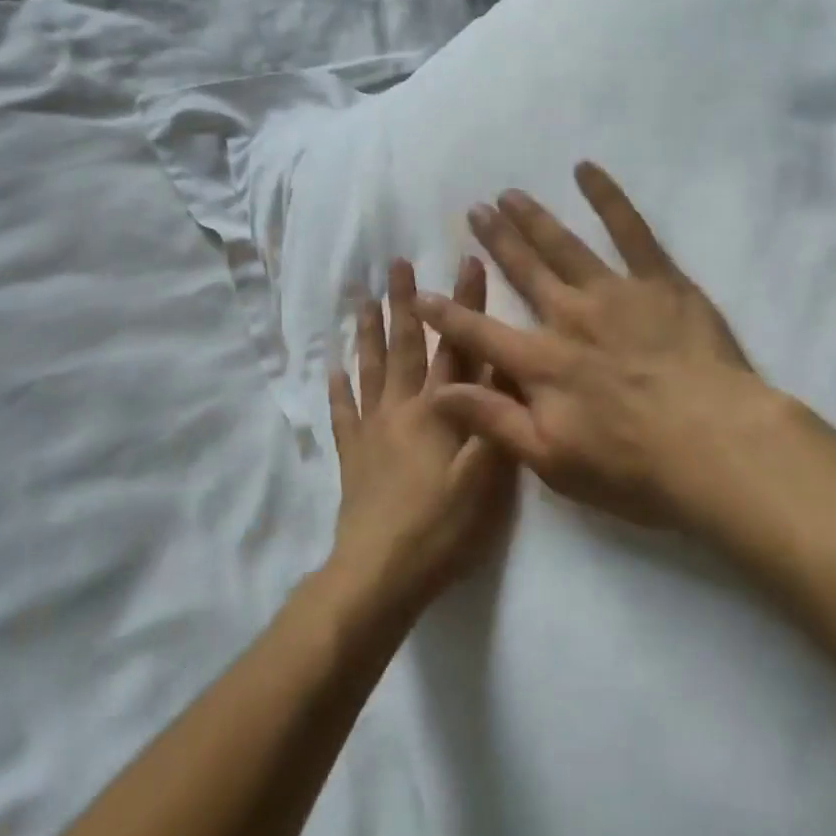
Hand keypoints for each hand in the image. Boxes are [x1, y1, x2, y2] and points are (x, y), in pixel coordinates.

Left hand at [326, 256, 517, 620]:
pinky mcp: (353, 456)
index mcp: (439, 411)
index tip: (467, 261)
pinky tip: (331, 368)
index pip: (457, 346)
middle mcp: (402, 409)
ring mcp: (372, 430)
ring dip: (368, 332)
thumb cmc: (441, 528)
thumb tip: (504, 369)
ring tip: (362, 298)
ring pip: (370, 369)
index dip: (466, 304)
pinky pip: (342, 413)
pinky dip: (337, 389)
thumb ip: (496, 422)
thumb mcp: (486, 479)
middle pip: (405, 346)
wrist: (380, 574)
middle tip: (396, 264)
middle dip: (405, 302)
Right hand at [414, 162, 792, 532]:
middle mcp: (569, 317)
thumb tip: (437, 392)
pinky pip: (630, 230)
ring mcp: (615, 293)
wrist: (718, 448)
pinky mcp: (660, 281)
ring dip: (533, 218)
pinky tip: (585, 169)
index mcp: (541, 363)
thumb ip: (493, 420)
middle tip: (473, 210)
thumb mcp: (552, 460)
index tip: (419, 292)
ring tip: (509, 194)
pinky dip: (607, 197)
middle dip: (494, 242)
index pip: (480, 333)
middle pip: (523, 273)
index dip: (446, 314)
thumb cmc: (634, 466)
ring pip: (563, 246)